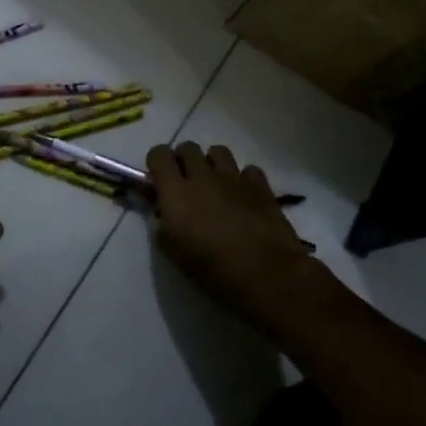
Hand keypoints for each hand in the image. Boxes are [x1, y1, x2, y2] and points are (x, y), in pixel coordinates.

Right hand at [147, 142, 316, 333]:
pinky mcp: (261, 185)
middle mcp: (203, 176)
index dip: (157, 163)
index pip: (159, 154)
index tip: (160, 181)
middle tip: (187, 185)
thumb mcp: (176, 255)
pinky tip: (244, 197)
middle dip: (184, 161)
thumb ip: (164, 227)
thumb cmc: (215, 271)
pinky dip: (243, 179)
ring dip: (212, 164)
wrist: (268, 277)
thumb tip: (164, 214)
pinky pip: (247, 169)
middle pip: (187, 147)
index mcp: (177, 193)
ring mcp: (234, 177)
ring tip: (216, 186)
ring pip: (217, 151)